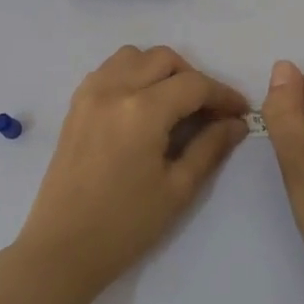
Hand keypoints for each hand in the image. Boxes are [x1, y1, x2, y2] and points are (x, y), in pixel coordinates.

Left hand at [16, 46, 249, 295]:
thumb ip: (210, 148)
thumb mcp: (177, 189)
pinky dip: (131, 74)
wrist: (63, 247)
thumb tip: (236, 123)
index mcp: (142, 110)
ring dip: (159, 69)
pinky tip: (142, 105)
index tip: (240, 112)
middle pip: (163, 59)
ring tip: (174, 103)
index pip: (193, 85)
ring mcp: (90, 94)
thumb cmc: (125, 225)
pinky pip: (108, 70)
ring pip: (133, 56)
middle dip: (193, 77)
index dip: (223, 94)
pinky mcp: (75, 105)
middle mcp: (114, 89)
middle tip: (208, 110)